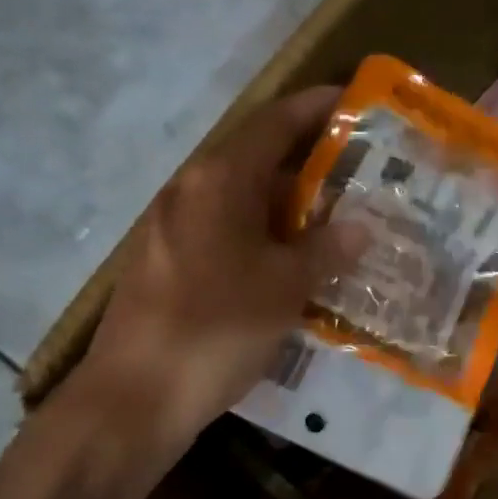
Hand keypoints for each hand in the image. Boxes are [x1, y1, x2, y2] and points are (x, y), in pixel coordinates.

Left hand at [68, 87, 359, 450]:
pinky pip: (225, 236)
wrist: (136, 396)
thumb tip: (358, 226)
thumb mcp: (284, 287)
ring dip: (287, 209)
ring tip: (336, 224)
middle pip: (257, 161)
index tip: (353, 102)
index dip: (315, 108)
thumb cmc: (217, 328)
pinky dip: (262, 240)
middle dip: (309, 166)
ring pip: (241, 203)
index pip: (274, 123)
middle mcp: (190, 191)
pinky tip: (291, 268)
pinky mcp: (167, 266)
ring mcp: (172, 230)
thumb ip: (325, 250)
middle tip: (361, 178)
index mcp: (219, 180)